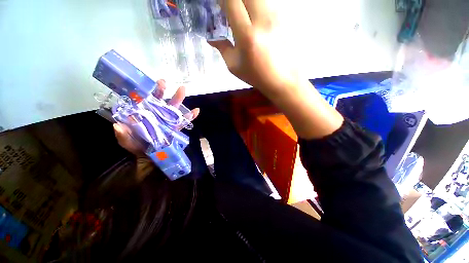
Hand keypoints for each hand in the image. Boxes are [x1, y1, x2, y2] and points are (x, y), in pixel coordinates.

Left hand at [113, 80, 199, 155]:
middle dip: (161, 91)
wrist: (151, 157)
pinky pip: (183, 121)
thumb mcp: (127, 141)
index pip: (144, 101)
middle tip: (163, 82)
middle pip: (159, 101)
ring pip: (173, 108)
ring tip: (182, 89)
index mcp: (144, 115)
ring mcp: (167, 121)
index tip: (144, 84)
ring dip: (178, 99)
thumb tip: (118, 126)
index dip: (144, 92)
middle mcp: (156, 115)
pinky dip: (190, 116)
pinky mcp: (175, 128)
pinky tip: (196, 111)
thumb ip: (122, 135)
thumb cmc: (137, 146)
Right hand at [210, 0, 298, 94]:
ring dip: (247, 3)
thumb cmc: (256, 76)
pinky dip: (257, 8)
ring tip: (243, 16)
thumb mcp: (234, 66)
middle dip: (235, 0)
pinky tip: (255, 20)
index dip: (223, 0)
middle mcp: (263, 20)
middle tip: (231, 10)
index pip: (232, 1)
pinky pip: (268, 4)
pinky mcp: (284, 18)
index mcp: (247, 35)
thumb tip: (211, 37)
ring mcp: (276, 17)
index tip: (220, 7)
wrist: (281, 80)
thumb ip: (222, 48)